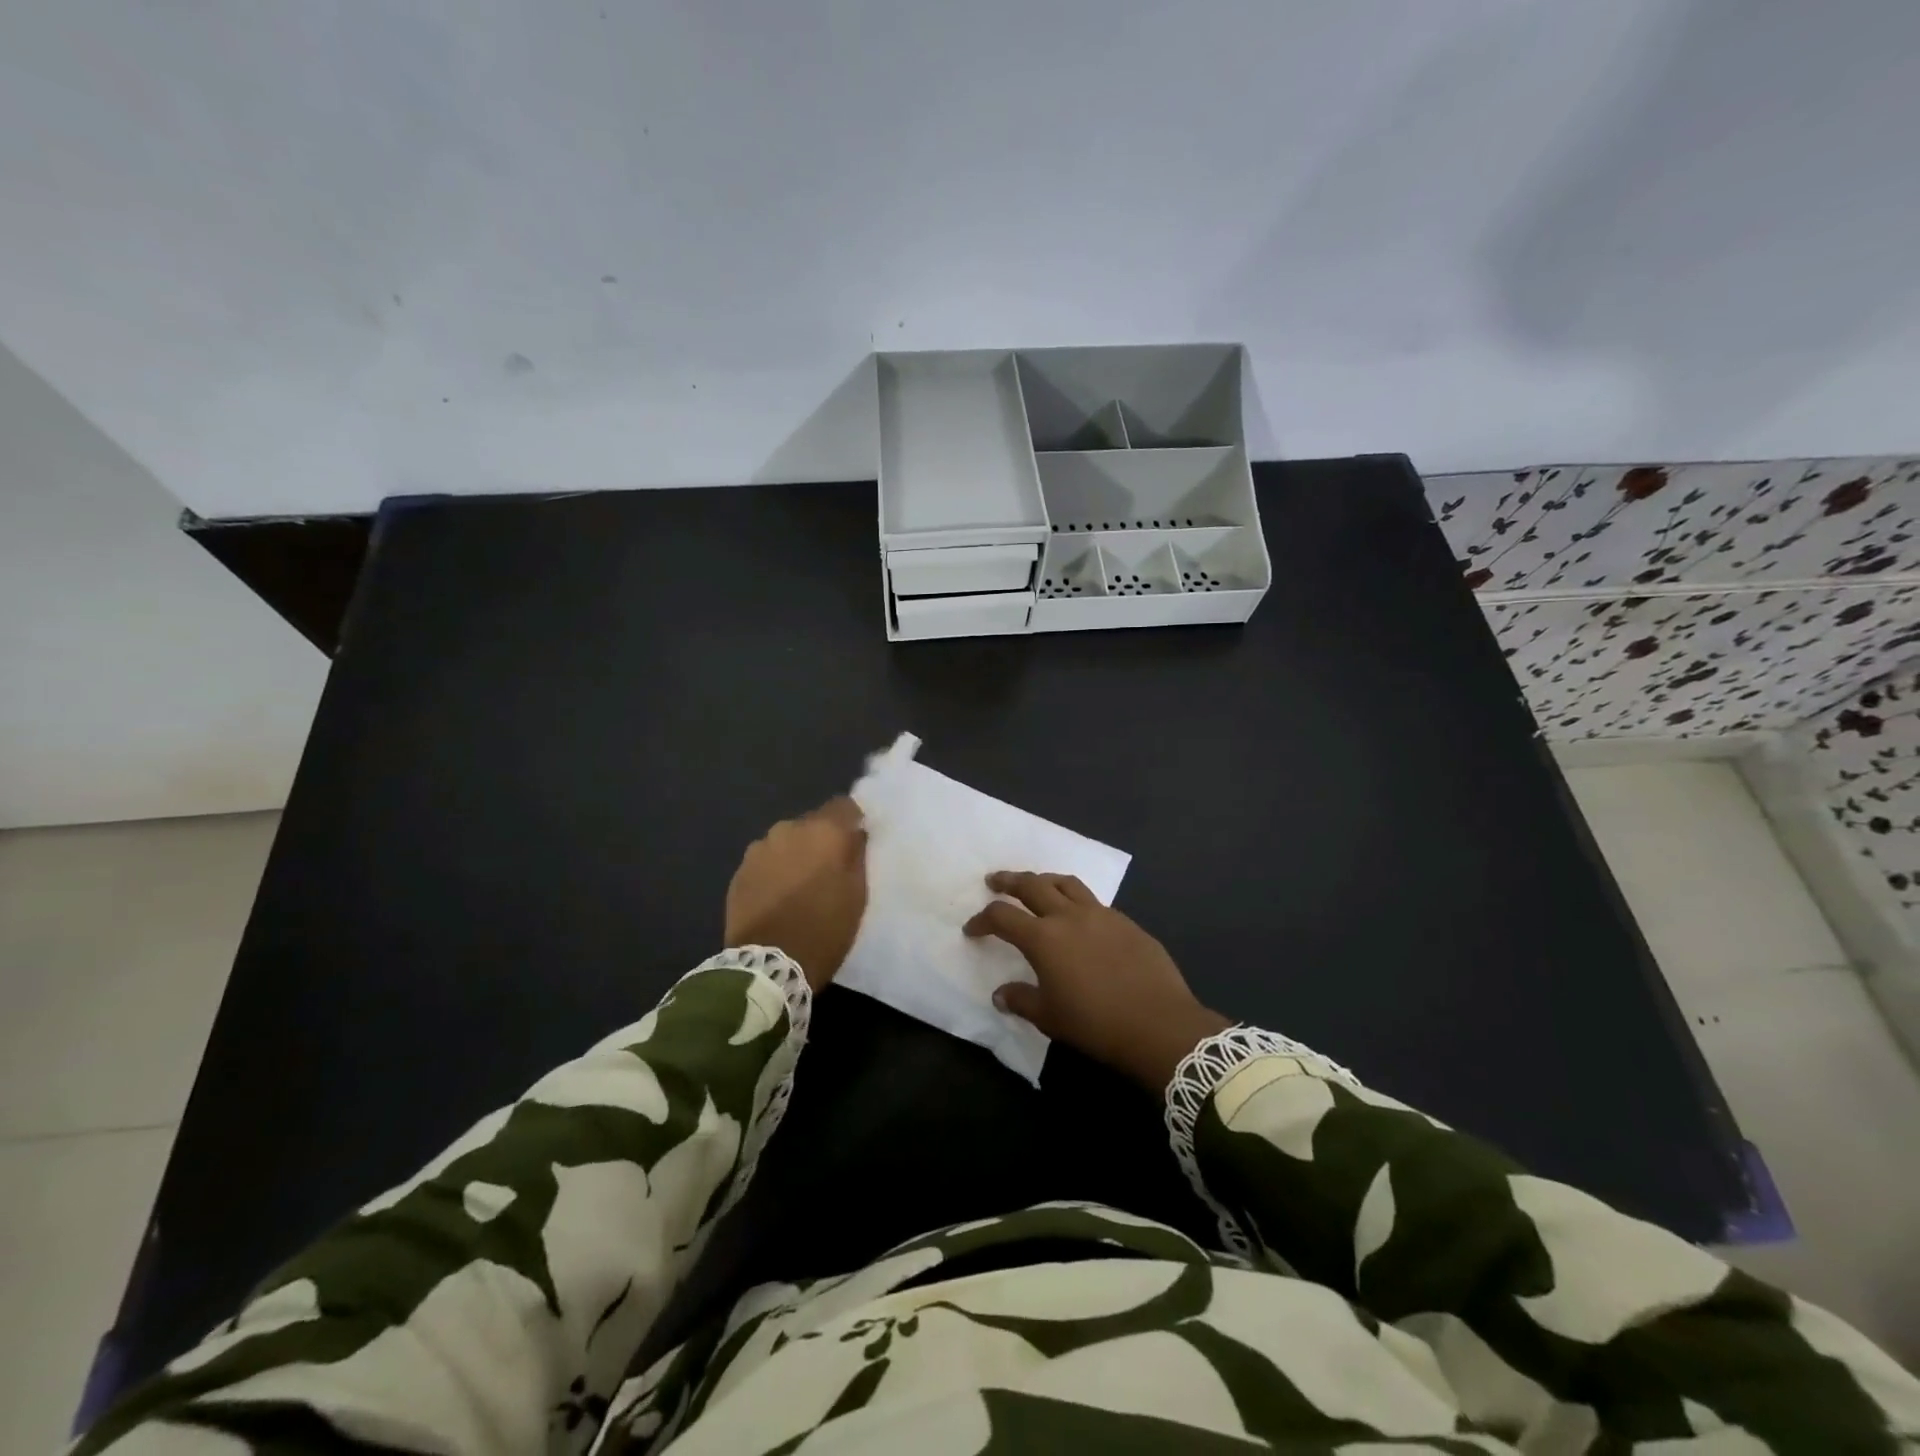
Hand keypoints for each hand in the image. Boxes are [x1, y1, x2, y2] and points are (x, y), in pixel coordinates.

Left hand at [724, 798, 867, 992]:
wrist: (768, 965)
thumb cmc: (824, 928)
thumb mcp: (857, 894)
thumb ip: (857, 856)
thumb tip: (856, 834)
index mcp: (823, 830)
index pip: (844, 805)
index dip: (853, 820)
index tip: (857, 839)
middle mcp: (789, 828)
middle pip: (812, 822)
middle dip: (822, 839)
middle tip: (830, 867)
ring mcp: (759, 848)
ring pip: (787, 841)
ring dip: (796, 853)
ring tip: (801, 883)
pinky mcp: (740, 870)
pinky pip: (766, 859)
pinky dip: (775, 869)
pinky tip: (778, 894)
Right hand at [964, 871, 1229, 1092]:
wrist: (1159, 1024)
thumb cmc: (1096, 1024)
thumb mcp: (1050, 1018)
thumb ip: (1021, 1000)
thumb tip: (1000, 994)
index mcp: (1044, 938)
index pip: (1002, 917)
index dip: (982, 920)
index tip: (972, 929)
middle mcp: (1069, 916)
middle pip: (1032, 885)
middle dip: (1009, 881)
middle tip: (995, 881)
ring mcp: (1101, 914)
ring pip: (1066, 883)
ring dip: (1045, 880)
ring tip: (1036, 884)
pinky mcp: (1126, 922)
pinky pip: (1094, 901)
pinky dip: (1077, 900)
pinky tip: (1079, 917)